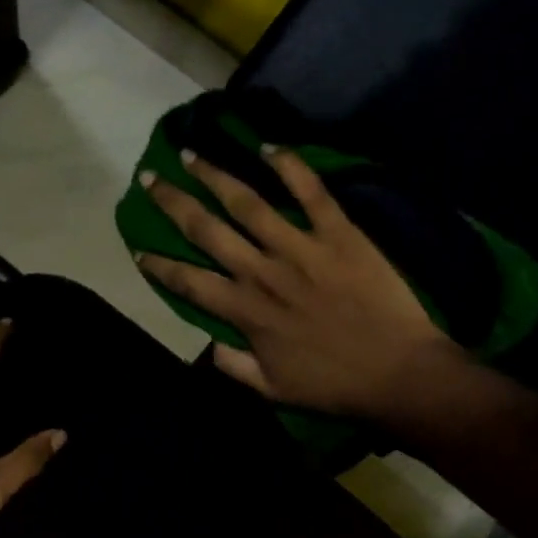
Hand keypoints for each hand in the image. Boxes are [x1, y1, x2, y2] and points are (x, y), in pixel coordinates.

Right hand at [135, 147, 457, 420]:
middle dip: (172, 203)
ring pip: (246, 203)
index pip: (188, 282)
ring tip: (190, 155)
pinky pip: (310, 193)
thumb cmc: (335, 386)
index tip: (138, 248)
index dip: (158, 266)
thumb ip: (233, 366)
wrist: (399, 373)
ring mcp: (299, 248)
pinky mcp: (338, 234)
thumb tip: (205, 346)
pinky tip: (267, 147)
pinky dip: (289, 167)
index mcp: (245, 311)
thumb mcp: (273, 390)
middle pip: (205, 230)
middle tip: (149, 178)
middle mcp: (262, 272)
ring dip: (214, 176)